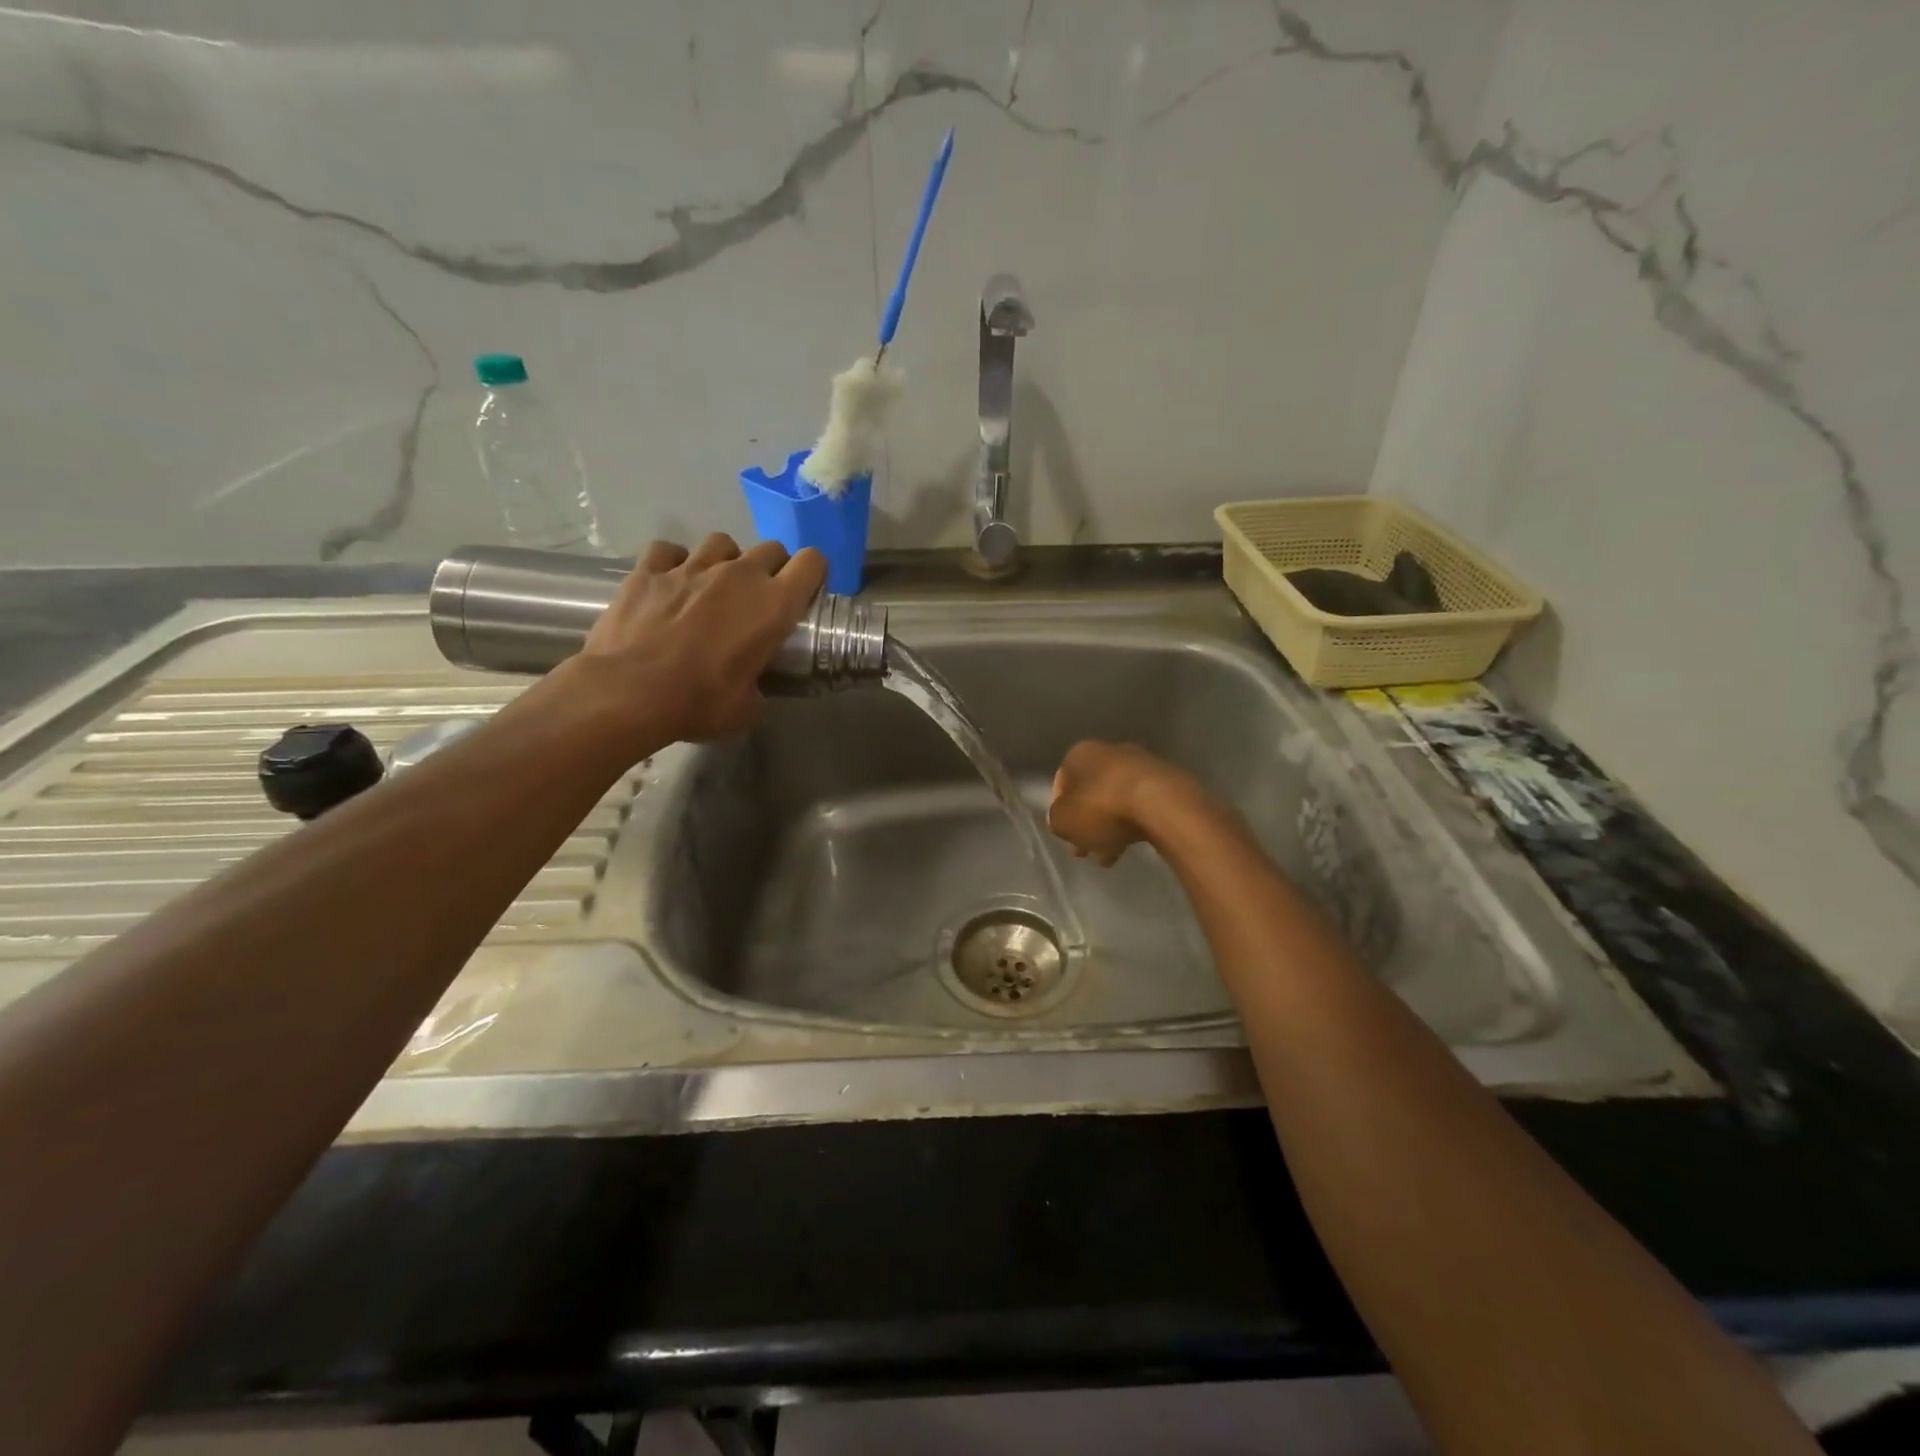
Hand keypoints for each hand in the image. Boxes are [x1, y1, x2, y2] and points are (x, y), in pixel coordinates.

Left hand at [578, 534, 825, 743]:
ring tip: (713, 586)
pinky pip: (669, 550)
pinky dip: (673, 562)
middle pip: (771, 549)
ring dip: (725, 561)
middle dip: (772, 568)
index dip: (813, 573)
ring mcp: (692, 566)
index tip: (804, 592)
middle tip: (759, 598)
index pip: (812, 562)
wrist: (628, 692)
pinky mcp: (650, 568)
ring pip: (722, 543)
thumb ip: (761, 688)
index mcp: (773, 605)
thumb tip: (756, 689)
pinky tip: (670, 582)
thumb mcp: (747, 708)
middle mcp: (739, 574)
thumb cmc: (699, 702)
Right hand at [1047, 740, 1199, 865]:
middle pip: (1091, 792)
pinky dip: (1133, 824)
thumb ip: (1056, 820)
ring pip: (1116, 799)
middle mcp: (1110, 751)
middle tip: (1085, 849)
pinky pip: (1141, 805)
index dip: (1059, 811)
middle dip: (1087, 822)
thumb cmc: (1103, 808)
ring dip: (1110, 826)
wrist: (1162, 804)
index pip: (1061, 782)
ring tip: (1109, 856)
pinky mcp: (1166, 781)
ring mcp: (1141, 764)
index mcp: (1080, 753)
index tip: (1065, 835)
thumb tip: (1063, 820)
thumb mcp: (1063, 821)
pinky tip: (1131, 846)